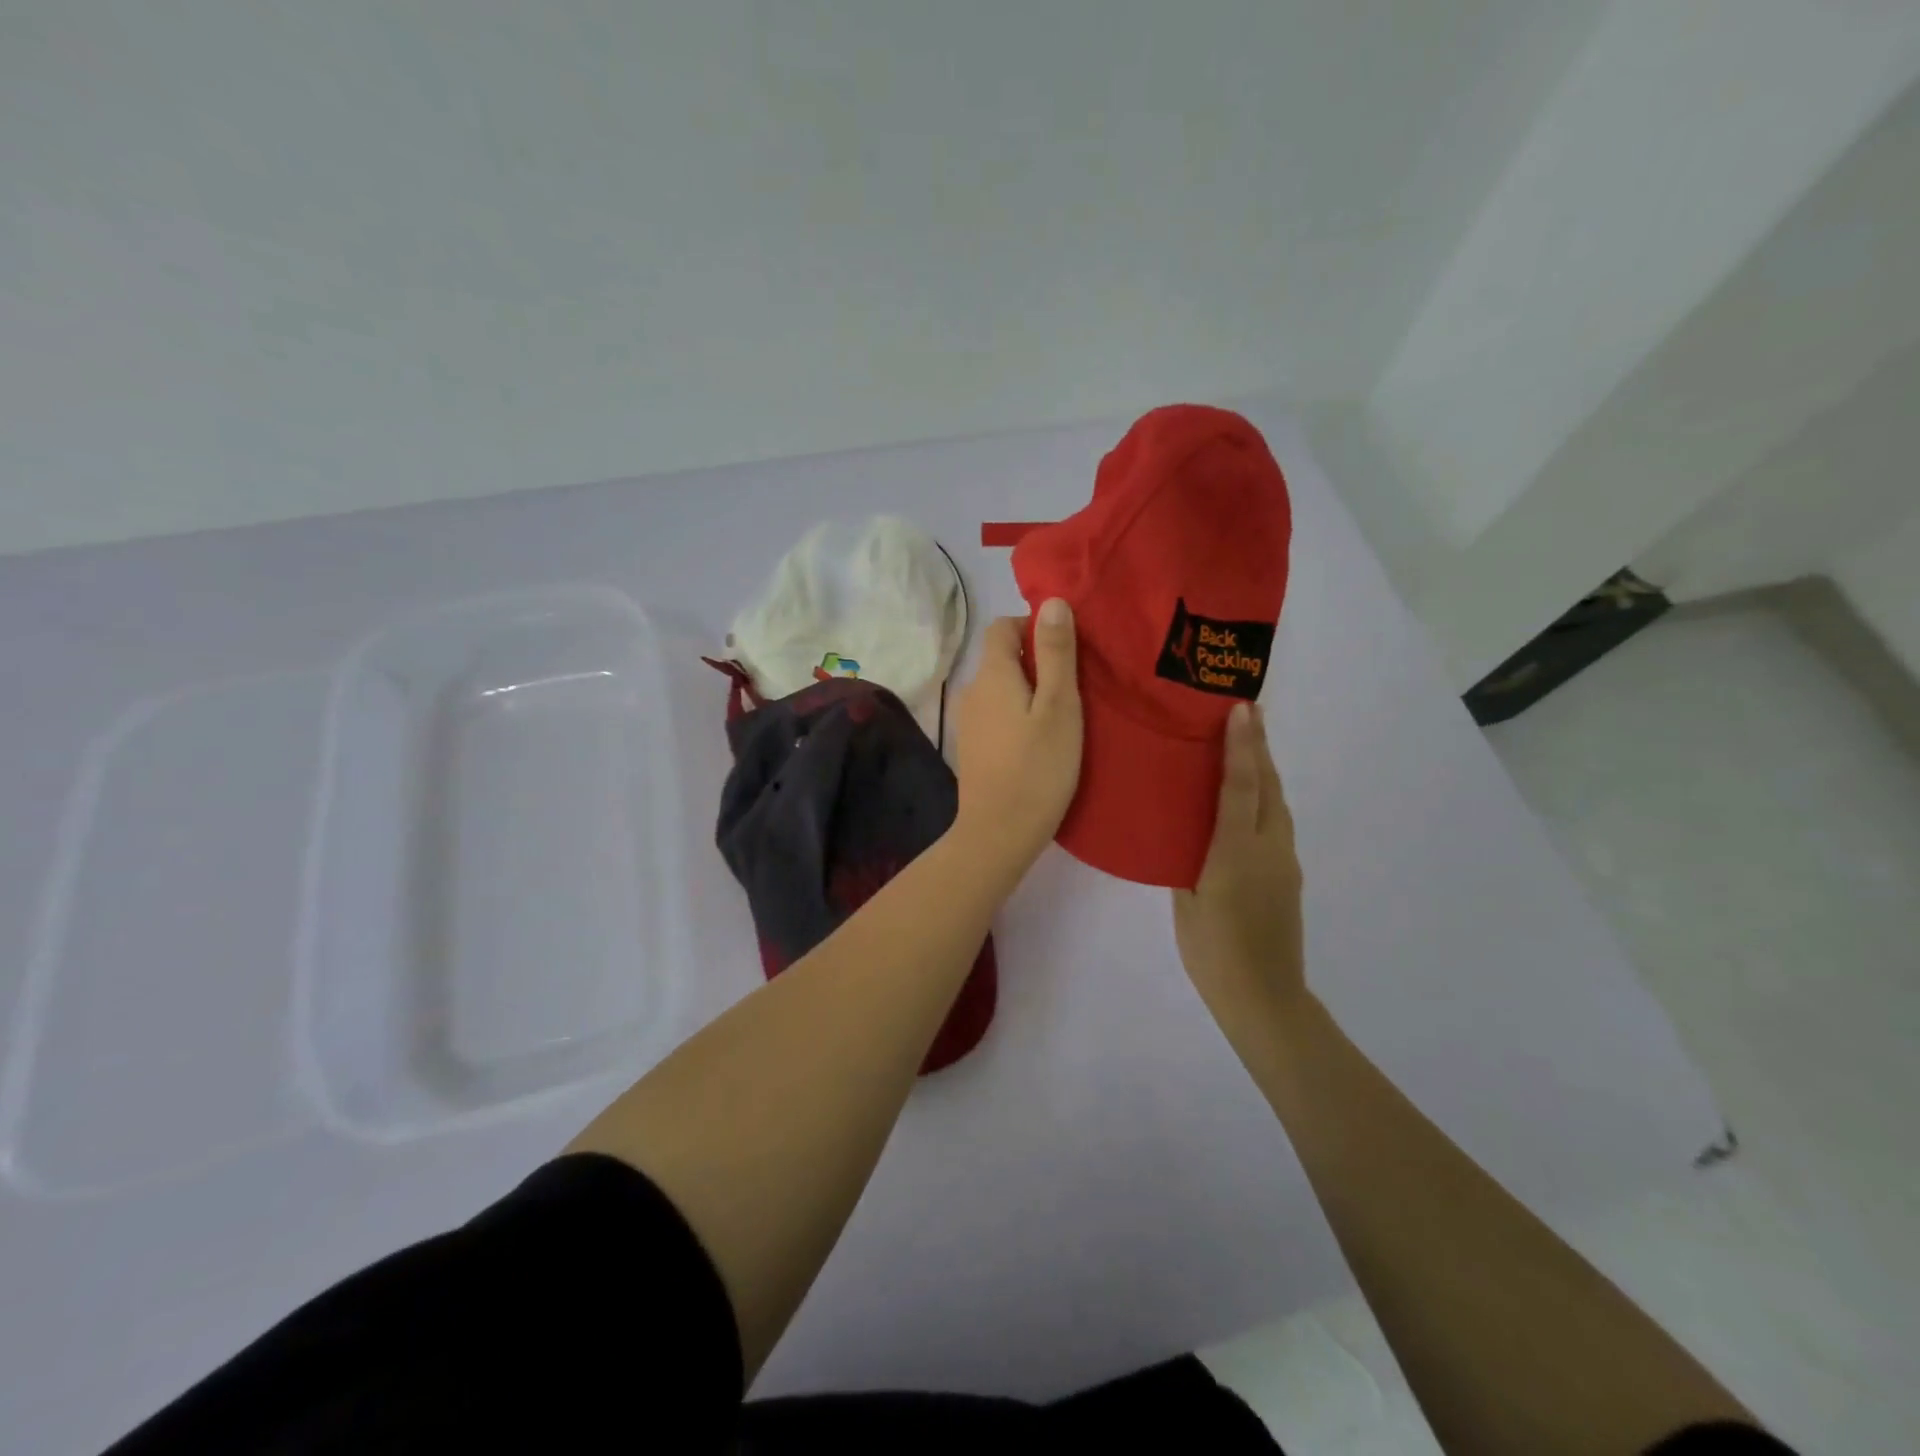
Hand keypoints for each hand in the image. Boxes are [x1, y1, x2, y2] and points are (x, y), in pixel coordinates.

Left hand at [950, 599, 1083, 880]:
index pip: (1002, 626)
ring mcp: (968, 722)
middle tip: (1073, 688)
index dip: (1032, 627)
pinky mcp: (972, 748)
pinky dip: (1017, 715)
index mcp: (991, 674)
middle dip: (1035, 661)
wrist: (998, 832)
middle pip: (1001, 658)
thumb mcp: (1059, 706)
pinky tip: (1038, 742)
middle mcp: (971, 690)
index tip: (1065, 650)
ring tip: (1061, 717)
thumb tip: (1051, 601)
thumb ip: (1056, 653)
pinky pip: (996, 715)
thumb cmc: (1037, 767)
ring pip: (1000, 689)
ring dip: (1028, 691)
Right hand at [1173, 702, 1306, 1015]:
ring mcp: (1285, 862)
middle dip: (1260, 747)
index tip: (1241, 710)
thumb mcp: (1186, 901)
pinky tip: (1248, 801)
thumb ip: (1188, 860)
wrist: (1264, 997)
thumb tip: (1188, 833)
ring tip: (1246, 746)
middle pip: (1269, 787)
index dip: (1241, 746)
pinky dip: (1265, 799)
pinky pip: (1277, 825)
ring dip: (1264, 771)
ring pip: (1278, 804)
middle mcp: (1268, 848)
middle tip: (1248, 713)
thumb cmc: (1212, 951)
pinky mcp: (1289, 876)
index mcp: (1236, 852)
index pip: (1241, 786)